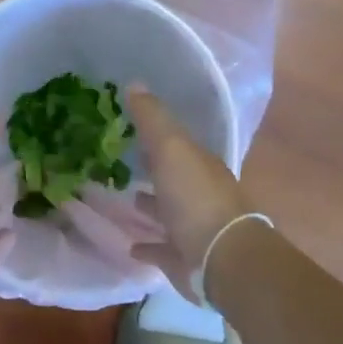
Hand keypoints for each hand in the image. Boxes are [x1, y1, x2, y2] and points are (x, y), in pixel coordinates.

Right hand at [127, 87, 255, 300]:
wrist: (220, 258)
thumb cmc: (195, 199)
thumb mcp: (172, 149)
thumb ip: (153, 120)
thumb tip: (135, 84)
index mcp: (200, 166)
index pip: (177, 146)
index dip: (156, 137)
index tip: (129, 130)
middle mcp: (199, 195)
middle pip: (173, 179)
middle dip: (152, 171)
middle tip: (122, 163)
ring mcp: (193, 229)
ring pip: (167, 213)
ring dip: (150, 206)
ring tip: (124, 200)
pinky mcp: (183, 259)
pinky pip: (161, 249)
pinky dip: (147, 246)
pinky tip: (131, 245)